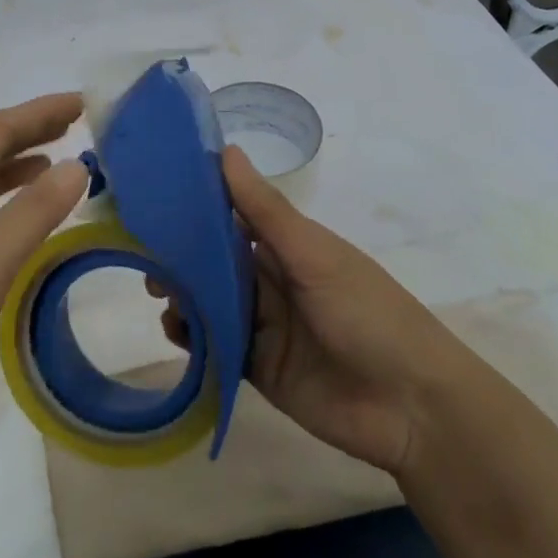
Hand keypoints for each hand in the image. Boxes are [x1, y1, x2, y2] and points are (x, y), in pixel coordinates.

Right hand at [164, 147, 456, 475]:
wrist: (411, 408)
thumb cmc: (368, 314)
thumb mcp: (315, 256)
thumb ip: (265, 211)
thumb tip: (225, 150)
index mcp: (290, 248)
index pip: (234, 218)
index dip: (196, 209)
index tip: (154, 202)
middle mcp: (274, 282)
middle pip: (216, 263)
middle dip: (181, 260)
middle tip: (146, 260)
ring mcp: (266, 326)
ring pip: (212, 303)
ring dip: (184, 297)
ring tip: (160, 297)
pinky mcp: (258, 368)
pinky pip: (216, 346)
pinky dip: (193, 338)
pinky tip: (176, 332)